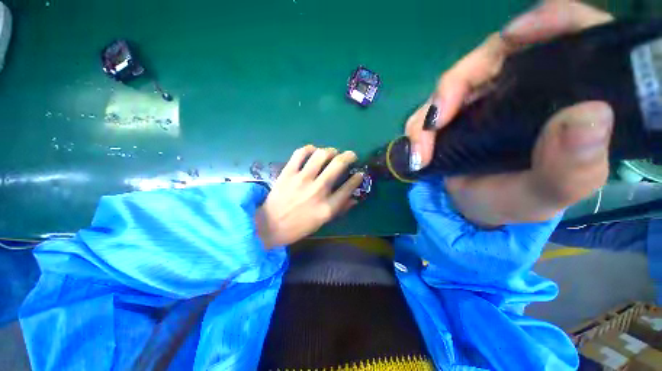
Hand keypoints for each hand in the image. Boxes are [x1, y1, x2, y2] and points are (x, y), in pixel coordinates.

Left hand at [255, 145, 363, 247]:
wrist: (270, 225)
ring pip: (321, 155)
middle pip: (338, 165)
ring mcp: (302, 179)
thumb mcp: (323, 222)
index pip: (349, 187)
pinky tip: (313, 151)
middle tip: (351, 156)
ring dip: (331, 150)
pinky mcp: (288, 173)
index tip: (359, 173)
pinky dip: (309, 149)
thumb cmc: (299, 226)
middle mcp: (318, 190)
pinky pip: (300, 153)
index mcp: (327, 206)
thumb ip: (340, 208)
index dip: (358, 177)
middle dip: (349, 156)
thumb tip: (355, 198)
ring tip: (332, 152)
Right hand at [406, 0, 614, 225]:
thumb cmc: (518, 202)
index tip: (514, 36)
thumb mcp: (552, 192)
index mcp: (566, 96)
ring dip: (431, 111)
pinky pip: (431, 106)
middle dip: (458, 81)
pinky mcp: (455, 113)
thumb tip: (589, 116)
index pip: (571, 33)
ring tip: (421, 147)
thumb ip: (574, 166)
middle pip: (494, 54)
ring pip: (453, 82)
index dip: (547, 22)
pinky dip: (419, 124)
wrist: (474, 209)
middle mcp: (526, 86)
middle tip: (437, 121)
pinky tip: (417, 146)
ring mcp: (485, 97)